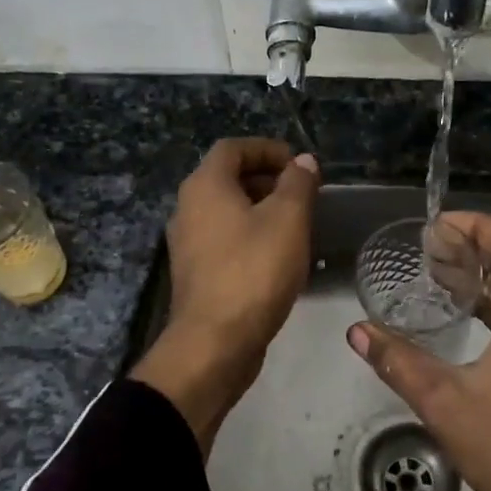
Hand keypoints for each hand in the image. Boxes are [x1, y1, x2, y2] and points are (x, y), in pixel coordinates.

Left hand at [131, 138, 318, 452]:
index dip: (268, 149)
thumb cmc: (254, 270)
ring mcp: (187, 242)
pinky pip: (223, 238)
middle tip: (302, 193)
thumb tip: (303, 161)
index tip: (299, 164)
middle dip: (266, 179)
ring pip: (225, 210)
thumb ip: (298, 184)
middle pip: (227, 177)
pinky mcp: (194, 272)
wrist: (214, 342)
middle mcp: (187, 207)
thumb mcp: (288, 219)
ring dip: (259, 208)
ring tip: (296, 223)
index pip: (233, 148)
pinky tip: (276, 255)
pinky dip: (248, 234)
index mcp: (205, 186)